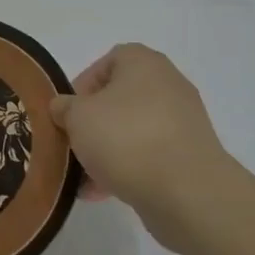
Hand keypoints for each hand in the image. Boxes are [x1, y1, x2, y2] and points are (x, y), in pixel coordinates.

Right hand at [50, 44, 235, 248]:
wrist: (187, 191)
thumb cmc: (126, 138)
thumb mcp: (78, 118)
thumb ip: (65, 108)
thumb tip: (64, 107)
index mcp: (143, 62)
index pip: (108, 61)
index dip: (83, 85)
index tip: (68, 113)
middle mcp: (167, 84)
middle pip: (120, 99)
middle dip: (94, 123)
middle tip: (74, 144)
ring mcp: (183, 121)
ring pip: (133, 130)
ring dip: (107, 150)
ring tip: (83, 178)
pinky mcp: (190, 156)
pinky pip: (150, 155)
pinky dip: (128, 168)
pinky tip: (103, 193)